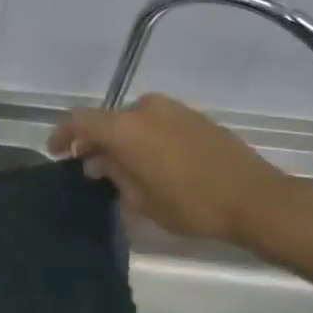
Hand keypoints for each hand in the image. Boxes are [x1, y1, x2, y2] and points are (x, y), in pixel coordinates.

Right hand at [48, 93, 301, 247]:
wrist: (256, 199)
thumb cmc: (192, 204)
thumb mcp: (142, 199)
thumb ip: (113, 173)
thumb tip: (98, 161)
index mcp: (126, 127)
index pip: (80, 120)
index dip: (63, 134)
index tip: (56, 152)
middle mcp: (145, 108)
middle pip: (107, 119)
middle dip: (94, 141)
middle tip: (89, 167)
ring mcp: (172, 109)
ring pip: (132, 121)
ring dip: (121, 139)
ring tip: (121, 168)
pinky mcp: (193, 116)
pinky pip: (155, 122)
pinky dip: (144, 137)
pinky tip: (150, 162)